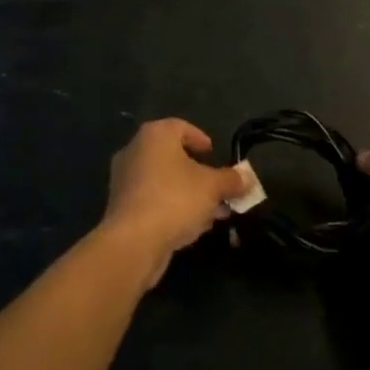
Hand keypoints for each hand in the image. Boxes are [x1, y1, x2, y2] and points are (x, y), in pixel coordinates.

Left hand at [101, 119, 250, 287]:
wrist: (133, 242)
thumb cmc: (175, 199)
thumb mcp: (213, 187)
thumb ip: (232, 180)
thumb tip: (248, 179)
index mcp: (155, 135)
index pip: (181, 127)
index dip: (200, 139)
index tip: (214, 155)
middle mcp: (135, 150)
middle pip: (173, 156)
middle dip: (199, 173)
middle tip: (218, 188)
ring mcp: (124, 179)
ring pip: (164, 181)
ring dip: (188, 194)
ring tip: (212, 212)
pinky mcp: (121, 207)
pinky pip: (153, 200)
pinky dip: (172, 207)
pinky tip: (192, 226)